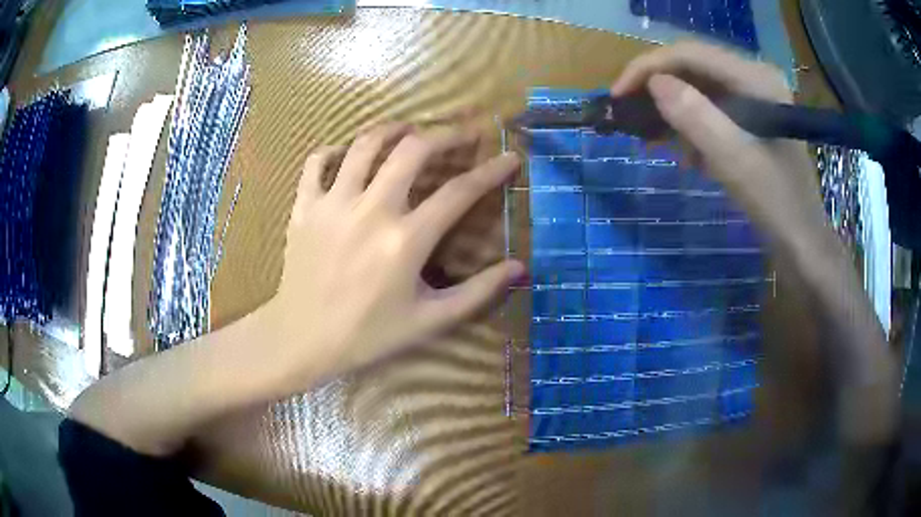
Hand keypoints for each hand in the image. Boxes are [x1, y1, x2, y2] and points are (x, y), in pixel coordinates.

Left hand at [264, 123, 523, 389]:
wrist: (303, 340)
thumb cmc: (368, 335)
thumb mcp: (429, 321)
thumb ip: (478, 292)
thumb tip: (520, 267)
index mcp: (405, 240)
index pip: (460, 192)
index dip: (491, 171)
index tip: (509, 157)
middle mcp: (371, 210)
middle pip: (413, 150)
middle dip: (445, 134)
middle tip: (461, 134)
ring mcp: (333, 203)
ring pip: (365, 144)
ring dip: (392, 129)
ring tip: (408, 130)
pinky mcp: (304, 206)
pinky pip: (316, 162)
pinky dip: (334, 150)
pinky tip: (346, 154)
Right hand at [612, 42, 896, 447]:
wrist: (805, 245)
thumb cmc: (777, 206)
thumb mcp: (735, 162)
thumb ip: (696, 116)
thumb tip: (655, 83)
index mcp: (756, 79)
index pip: (691, 53)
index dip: (649, 67)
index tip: (619, 94)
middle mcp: (756, 77)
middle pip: (694, 66)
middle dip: (659, 86)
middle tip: (630, 113)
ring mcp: (756, 98)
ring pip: (700, 87)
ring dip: (675, 109)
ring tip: (656, 139)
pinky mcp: (754, 119)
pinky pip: (713, 109)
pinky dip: (693, 127)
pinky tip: (689, 156)